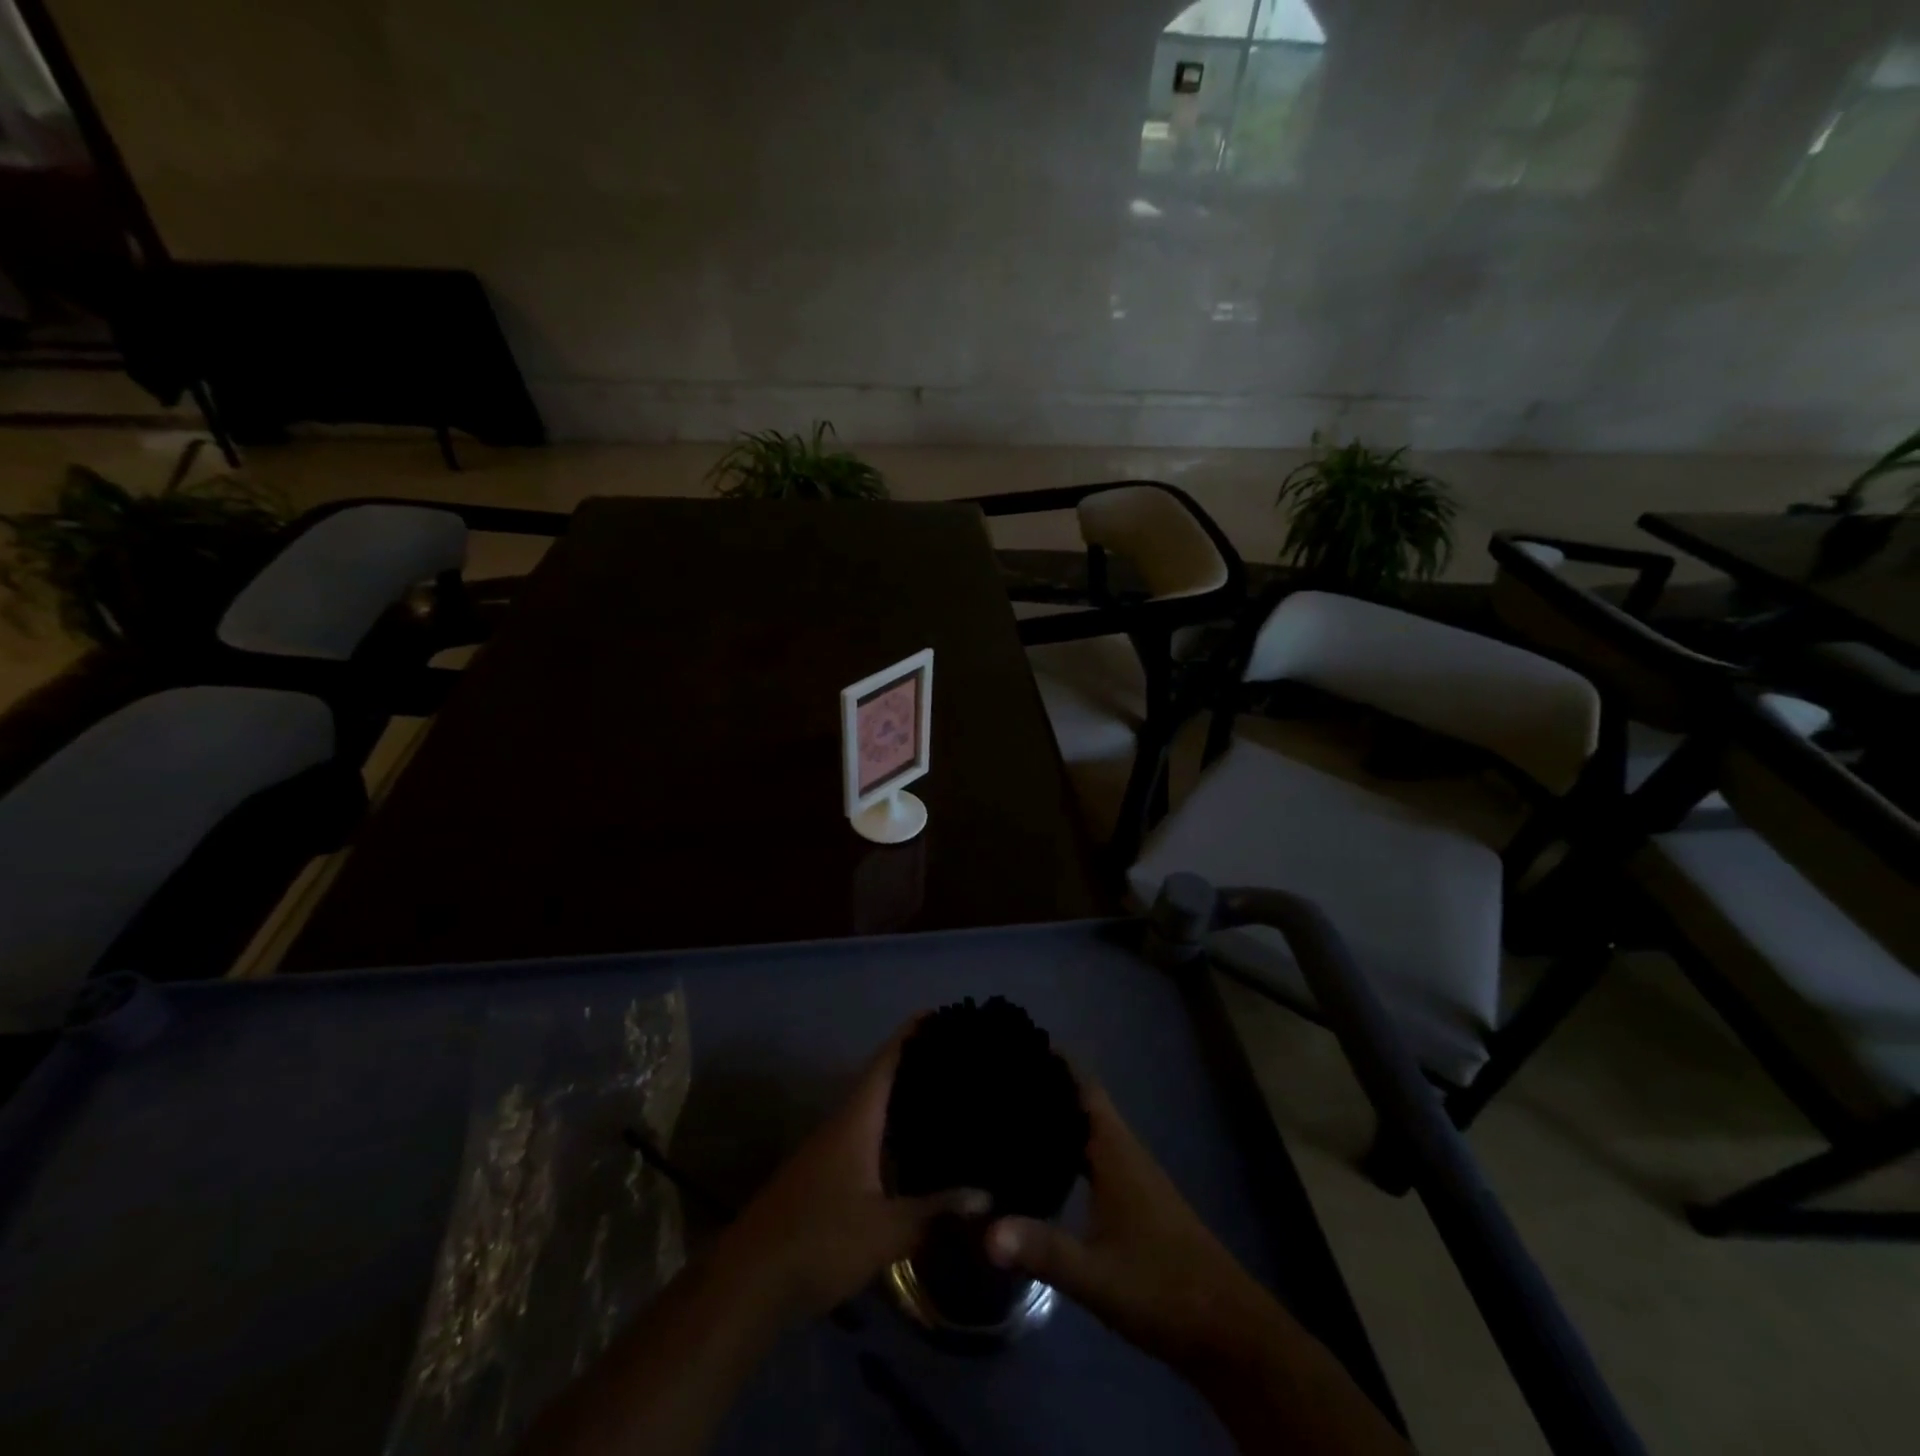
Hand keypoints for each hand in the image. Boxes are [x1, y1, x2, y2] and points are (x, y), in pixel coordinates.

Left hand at [718, 1020, 987, 1326]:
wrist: (749, 1283)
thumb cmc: (819, 1240)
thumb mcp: (885, 1230)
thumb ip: (936, 1212)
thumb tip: (988, 1197)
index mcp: (857, 1118)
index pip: (888, 1060)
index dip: (914, 1033)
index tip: (947, 1015)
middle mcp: (844, 1123)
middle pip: (885, 1081)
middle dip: (920, 1066)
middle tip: (965, 1058)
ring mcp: (833, 1151)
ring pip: (878, 1113)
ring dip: (909, 1103)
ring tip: (953, 1099)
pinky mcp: (829, 1179)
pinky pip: (872, 1140)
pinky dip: (898, 1136)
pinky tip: (922, 1153)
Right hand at [984, 1079, 1278, 1378]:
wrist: (1227, 1330)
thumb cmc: (1163, 1288)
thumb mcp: (1096, 1274)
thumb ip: (1043, 1250)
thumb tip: (985, 1232)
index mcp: (1116, 1150)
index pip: (1082, 1085)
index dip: (1053, 1060)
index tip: (1015, 1043)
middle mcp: (1123, 1151)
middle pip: (1081, 1102)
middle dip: (1045, 1085)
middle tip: (997, 1076)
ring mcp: (1131, 1176)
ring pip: (1087, 1129)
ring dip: (1055, 1116)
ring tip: (1008, 1112)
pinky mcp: (1134, 1202)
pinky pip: (1092, 1156)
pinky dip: (1066, 1148)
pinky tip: (1041, 1164)